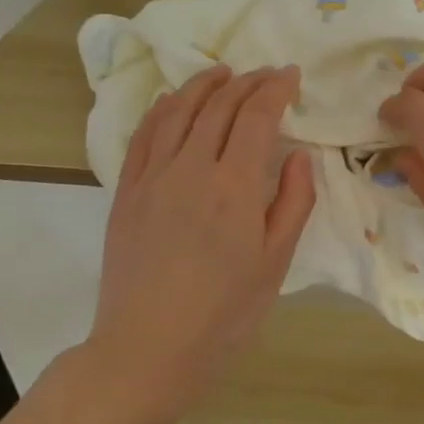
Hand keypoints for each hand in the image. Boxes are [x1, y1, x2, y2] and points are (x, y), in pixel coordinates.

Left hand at [83, 64, 315, 417]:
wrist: (147, 350)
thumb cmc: (224, 313)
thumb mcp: (275, 262)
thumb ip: (293, 202)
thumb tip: (298, 154)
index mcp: (234, 186)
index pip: (257, 116)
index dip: (275, 88)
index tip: (290, 74)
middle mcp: (191, 168)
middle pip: (219, 106)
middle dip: (246, 82)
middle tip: (265, 73)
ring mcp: (152, 177)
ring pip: (178, 111)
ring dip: (203, 85)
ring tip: (222, 72)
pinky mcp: (126, 193)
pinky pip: (143, 136)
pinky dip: (162, 109)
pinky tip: (172, 102)